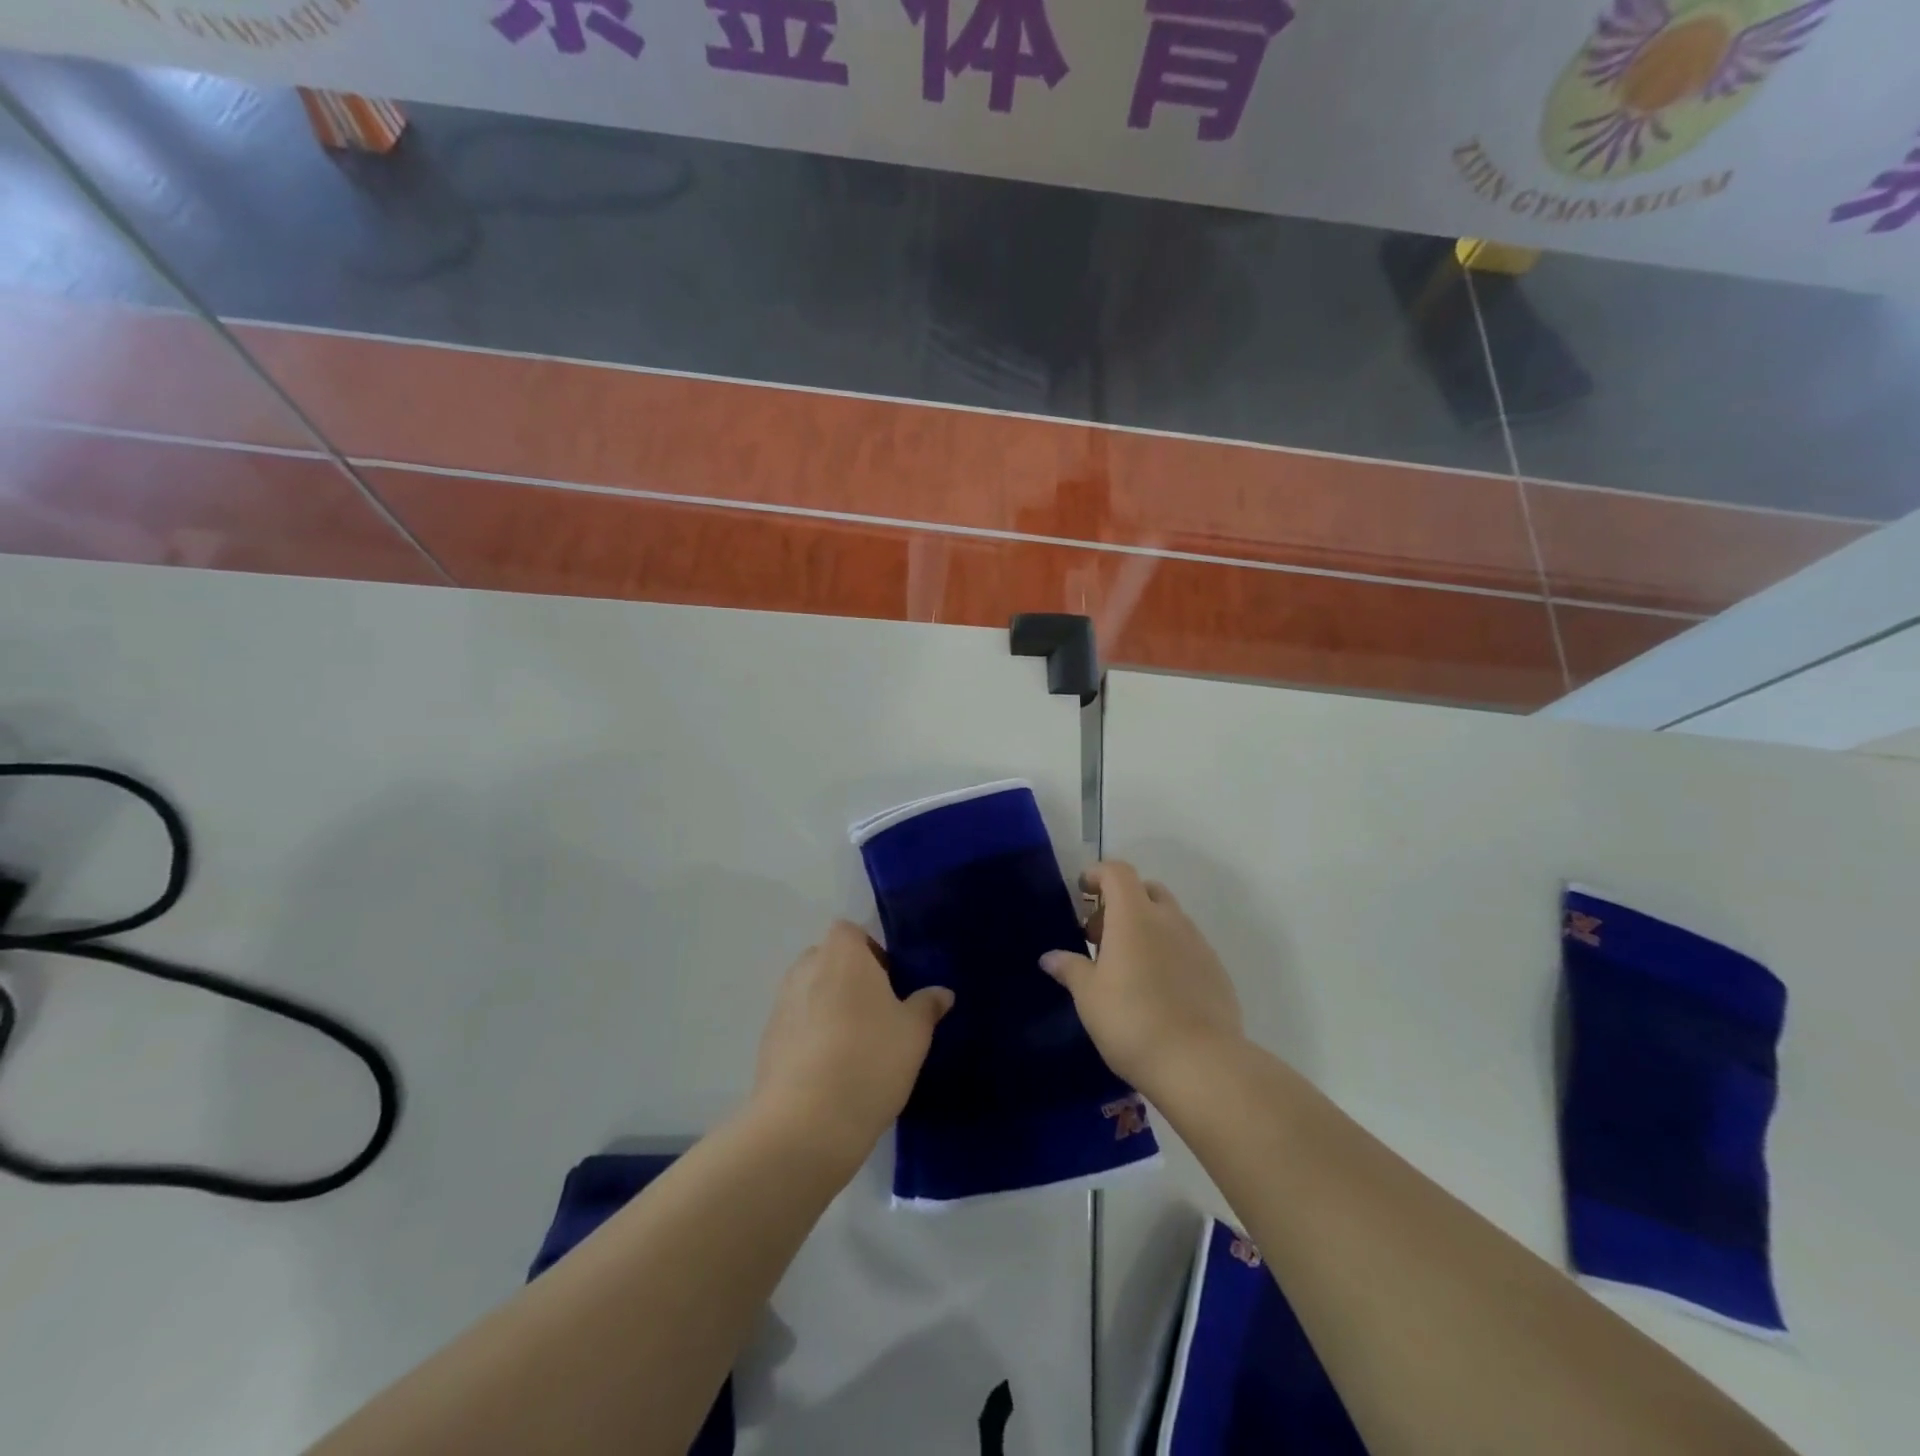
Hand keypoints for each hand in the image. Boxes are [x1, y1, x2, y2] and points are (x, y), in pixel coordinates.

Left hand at [749, 921, 952, 1170]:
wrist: (806, 1122)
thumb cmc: (870, 1059)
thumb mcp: (914, 1033)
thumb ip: (927, 1006)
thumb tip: (941, 993)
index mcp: (842, 955)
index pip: (850, 931)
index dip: (870, 951)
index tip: (890, 982)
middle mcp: (805, 970)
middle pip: (828, 960)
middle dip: (849, 978)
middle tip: (877, 1012)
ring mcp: (781, 1005)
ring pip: (810, 993)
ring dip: (828, 1007)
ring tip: (855, 1045)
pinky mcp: (767, 1041)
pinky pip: (795, 1025)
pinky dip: (811, 1036)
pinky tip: (831, 1070)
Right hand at [1041, 861, 1242, 1096]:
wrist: (1199, 1063)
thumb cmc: (1131, 1020)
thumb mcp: (1088, 996)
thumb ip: (1070, 969)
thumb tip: (1050, 957)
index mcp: (1134, 916)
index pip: (1118, 872)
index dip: (1098, 874)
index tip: (1083, 891)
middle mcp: (1169, 920)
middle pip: (1146, 890)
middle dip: (1122, 902)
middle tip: (1100, 936)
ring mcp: (1198, 944)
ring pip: (1169, 919)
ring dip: (1146, 928)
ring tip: (1127, 966)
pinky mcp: (1217, 971)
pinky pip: (1188, 947)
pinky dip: (1168, 952)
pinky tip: (1158, 989)